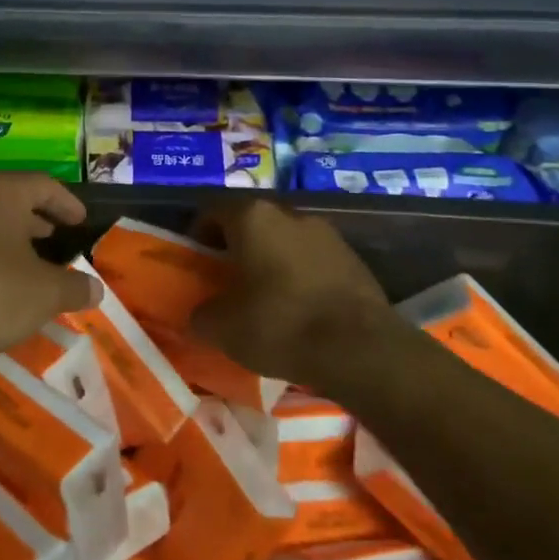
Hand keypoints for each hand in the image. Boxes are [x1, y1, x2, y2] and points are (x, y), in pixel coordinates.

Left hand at [0, 172, 101, 373]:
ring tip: (31, 261)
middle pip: (11, 201)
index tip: (80, 220)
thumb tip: (96, 290)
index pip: (43, 185)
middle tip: (56, 235)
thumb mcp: (45, 293)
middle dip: (36, 219)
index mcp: (1, 193)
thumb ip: (75, 287)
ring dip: (11, 240)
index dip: (66, 202)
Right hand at [189, 199, 404, 387]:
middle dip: (237, 246)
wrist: (361, 349)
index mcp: (252, 217)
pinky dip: (301, 275)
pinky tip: (300, 308)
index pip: (213, 210)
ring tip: (266, 297)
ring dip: (272, 260)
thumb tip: (202, 313)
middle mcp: (290, 213)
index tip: (197, 263)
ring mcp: (327, 233)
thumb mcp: (222, 328)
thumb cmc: (280, 325)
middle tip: (228, 280)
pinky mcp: (354, 258)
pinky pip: (314, 259)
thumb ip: (202, 314)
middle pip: (252, 221)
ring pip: (285, 239)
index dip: (199, 234)